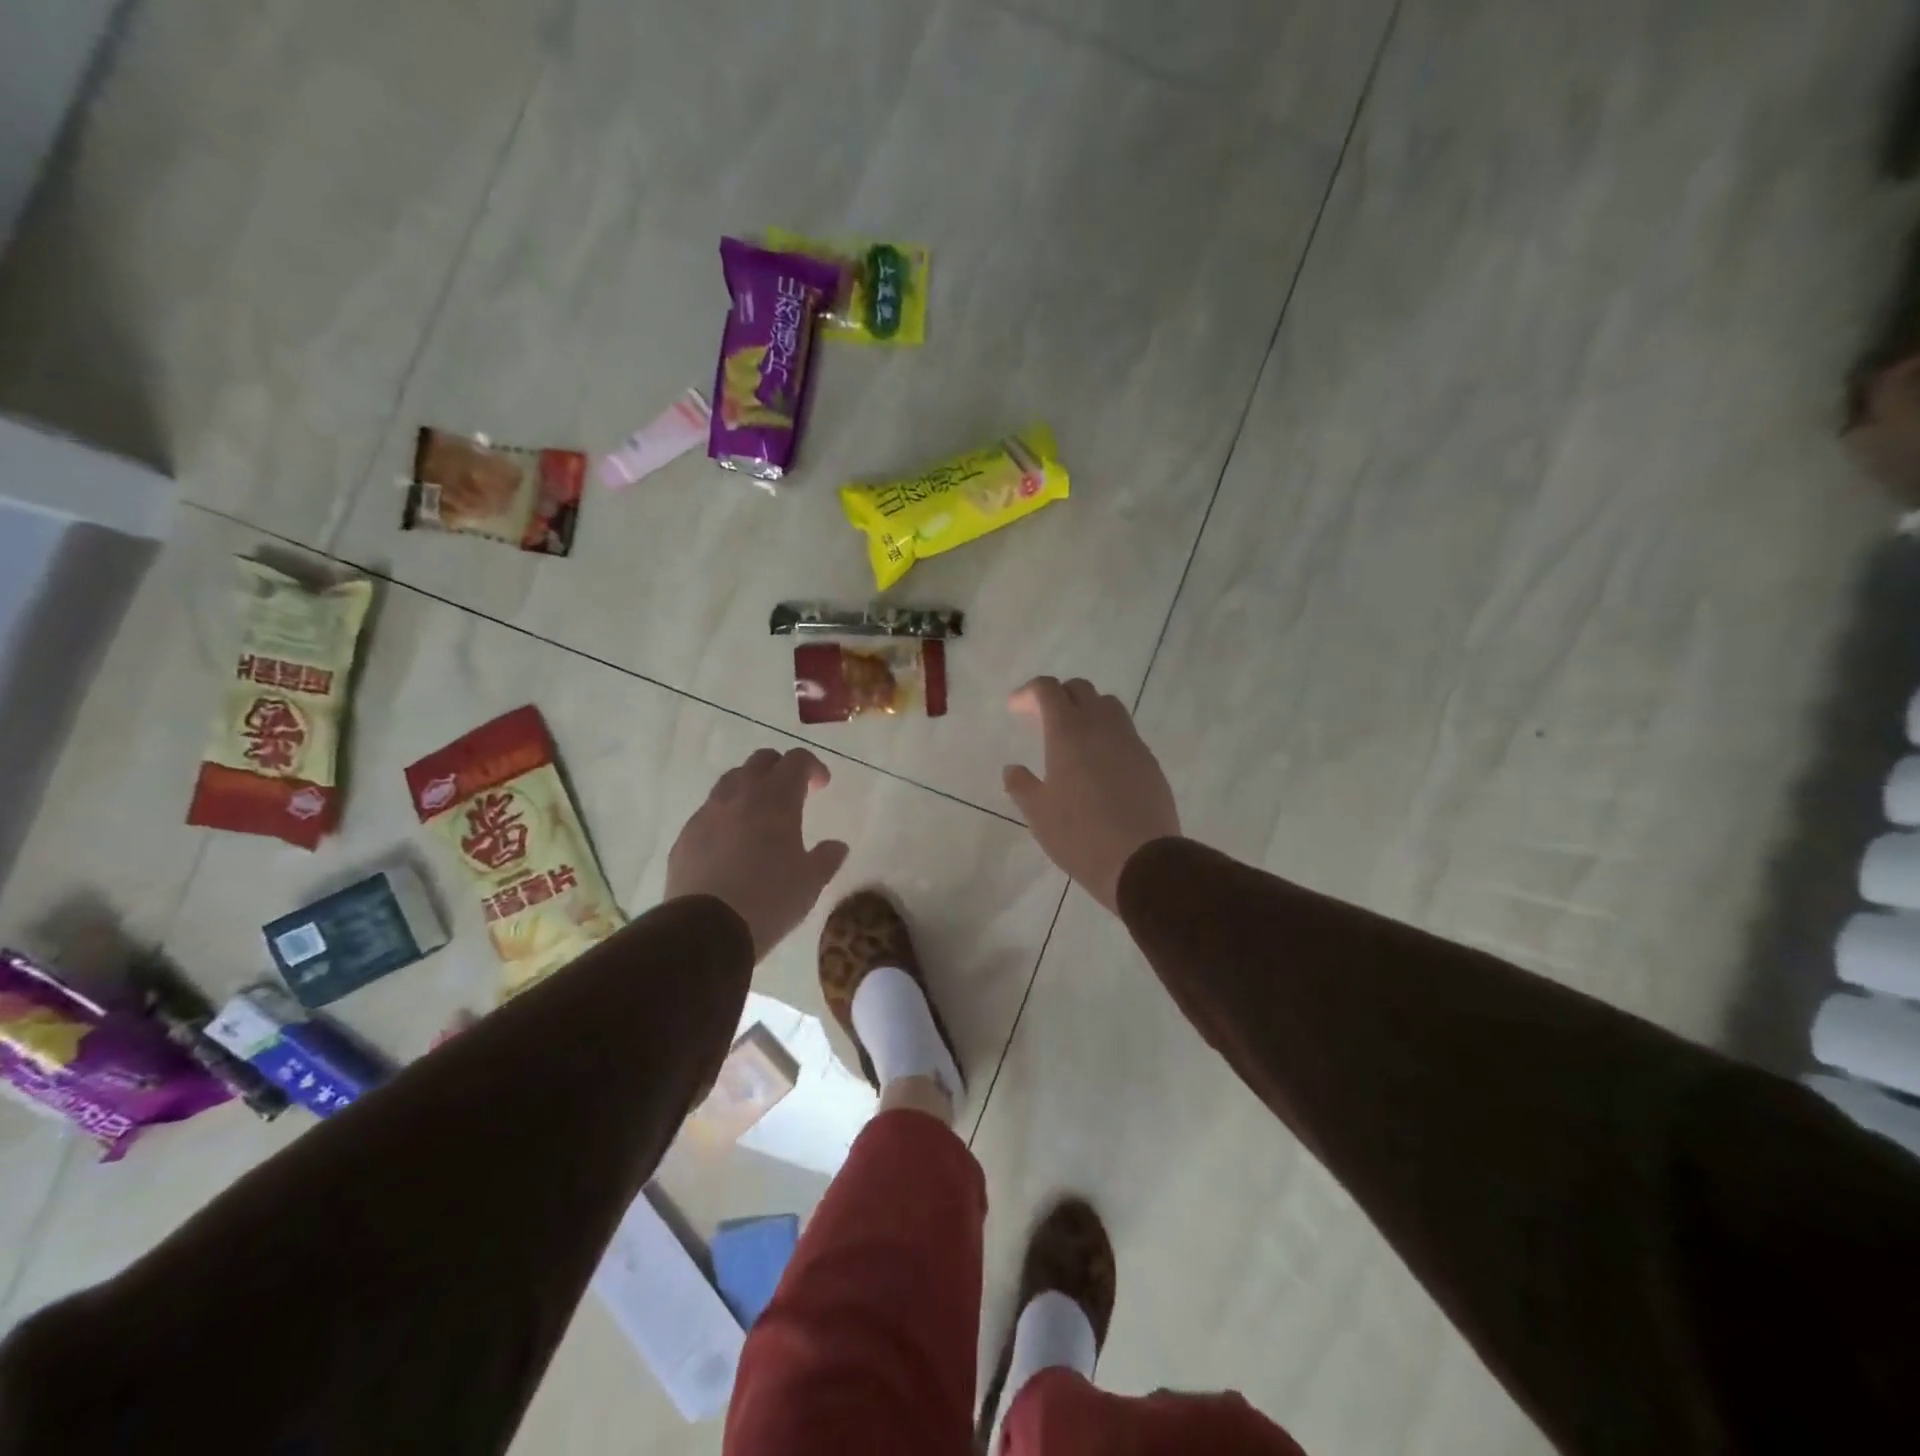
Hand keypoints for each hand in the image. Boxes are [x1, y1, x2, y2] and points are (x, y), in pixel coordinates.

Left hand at [665, 747, 849, 959]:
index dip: (812, 767)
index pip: (796, 760)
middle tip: (792, 793)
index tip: (821, 786)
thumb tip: (837, 846)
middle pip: (760, 761)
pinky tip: (731, 845)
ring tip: (759, 816)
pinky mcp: (685, 836)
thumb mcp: (811, 882)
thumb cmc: (770, 899)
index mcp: (777, 799)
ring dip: (749, 788)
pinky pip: (709, 812)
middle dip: (779, 769)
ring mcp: (707, 813)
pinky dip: (725, 816)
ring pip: (730, 782)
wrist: (706, 929)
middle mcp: (740, 795)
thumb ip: (827, 858)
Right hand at [1003, 677, 1180, 912]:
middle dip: (1058, 696)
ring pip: (1108, 705)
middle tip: (1042, 720)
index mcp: (1068, 732)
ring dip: (1087, 710)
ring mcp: (1130, 742)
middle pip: (1080, 689)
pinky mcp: (1149, 761)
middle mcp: (1101, 726)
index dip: (1029, 692)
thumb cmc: (1079, 835)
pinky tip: (1100, 765)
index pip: (1047, 689)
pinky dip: (1107, 735)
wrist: (1142, 861)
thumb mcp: (1038, 813)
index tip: (1016, 708)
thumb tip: (1013, 769)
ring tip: (1074, 737)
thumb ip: (1021, 785)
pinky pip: (1125, 733)